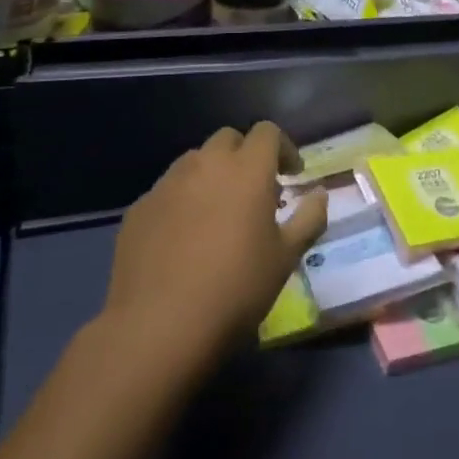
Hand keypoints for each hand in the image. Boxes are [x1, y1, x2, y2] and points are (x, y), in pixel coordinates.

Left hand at [102, 123, 327, 371]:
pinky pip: (167, 191)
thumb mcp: (286, 257)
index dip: (283, 148)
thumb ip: (309, 218)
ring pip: (194, 161)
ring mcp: (167, 184)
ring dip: (212, 175)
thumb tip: (320, 194)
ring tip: (218, 212)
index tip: (292, 175)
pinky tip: (184, 238)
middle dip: (245, 156)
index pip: (267, 132)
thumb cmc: (236, 288)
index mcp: (247, 169)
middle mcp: (205, 164)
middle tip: (256, 191)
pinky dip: (183, 200)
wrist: (158, 327)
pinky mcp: (139, 209)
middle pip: (228, 139)